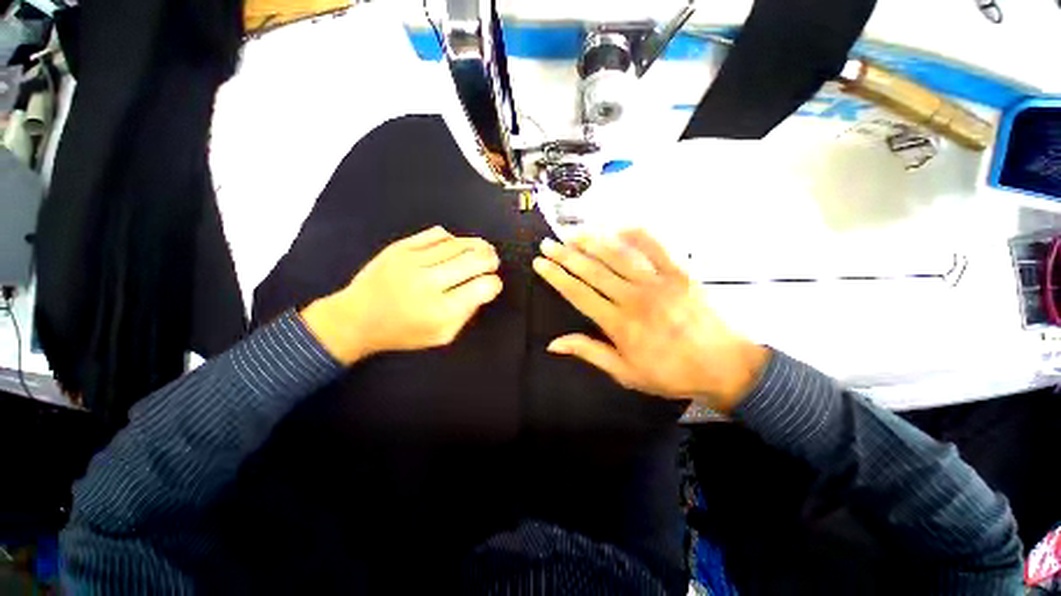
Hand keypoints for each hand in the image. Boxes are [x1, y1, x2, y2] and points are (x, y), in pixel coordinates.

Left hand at [300, 226, 502, 364]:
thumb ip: (467, 314)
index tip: (491, 285)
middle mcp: (429, 282)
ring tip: (481, 250)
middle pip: (476, 260)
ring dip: (476, 246)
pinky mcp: (400, 247)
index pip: (484, 287)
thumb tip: (484, 288)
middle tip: (492, 263)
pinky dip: (453, 239)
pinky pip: (437, 234)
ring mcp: (413, 261)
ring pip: (459, 244)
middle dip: (491, 260)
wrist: (356, 319)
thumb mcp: (442, 336)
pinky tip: (454, 247)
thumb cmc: (403, 332)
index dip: (494, 284)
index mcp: (442, 310)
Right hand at [532, 230, 768, 413]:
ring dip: (593, 241)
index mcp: (618, 323)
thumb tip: (553, 344)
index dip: (556, 276)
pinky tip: (620, 226)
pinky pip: (657, 247)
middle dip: (566, 254)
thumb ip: (589, 352)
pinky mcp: (680, 273)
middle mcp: (634, 298)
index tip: (540, 262)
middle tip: (548, 242)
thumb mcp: (625, 373)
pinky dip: (637, 234)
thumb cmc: (670, 373)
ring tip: (574, 233)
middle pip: (592, 270)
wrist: (724, 367)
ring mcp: (659, 282)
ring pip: (618, 255)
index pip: (578, 293)